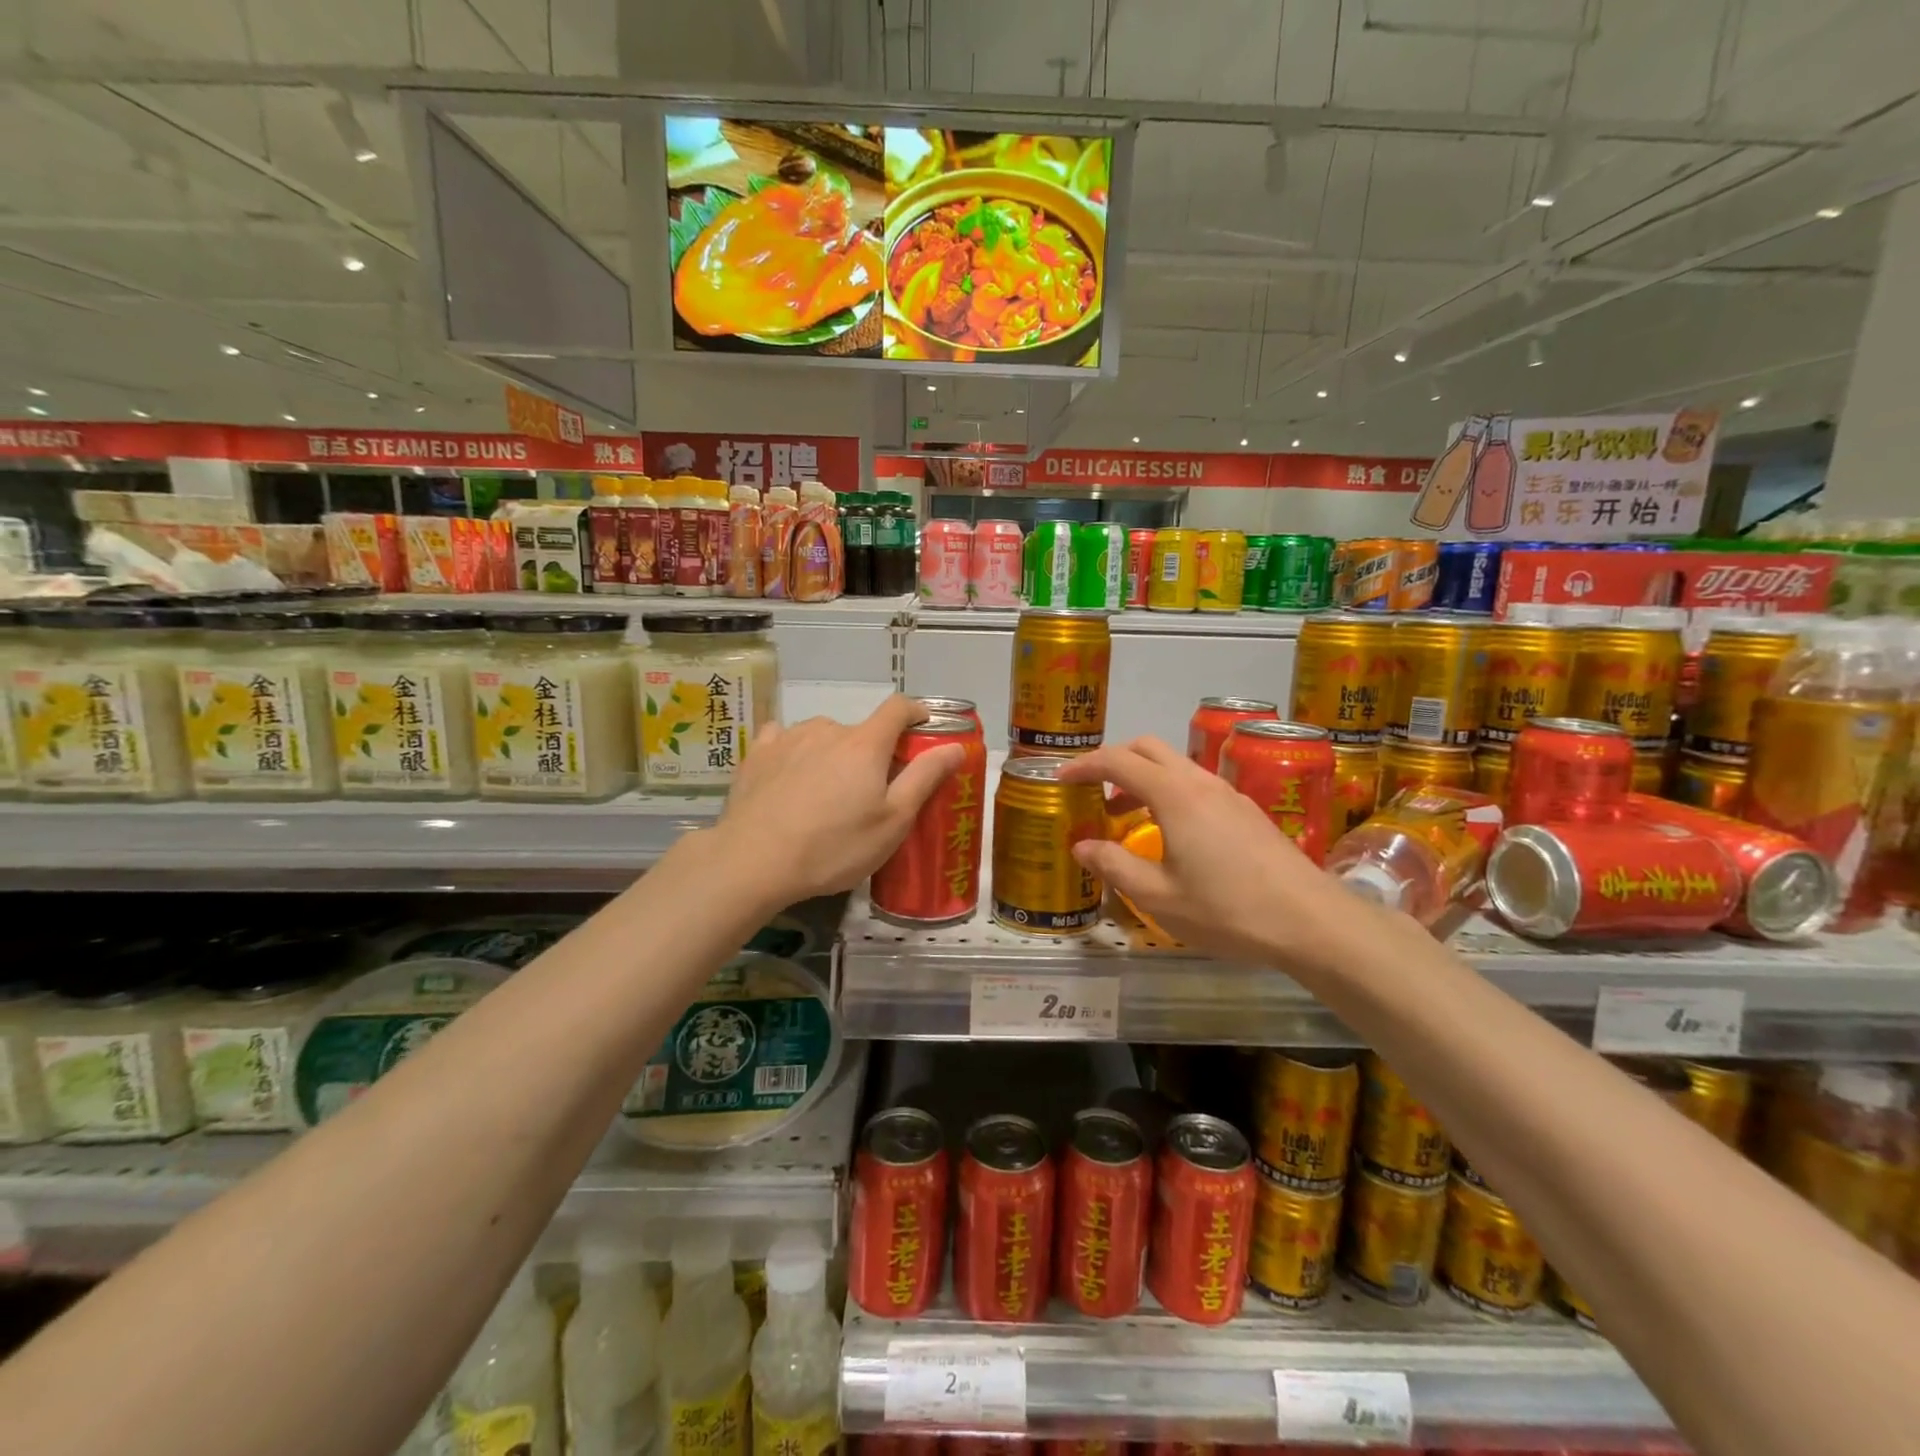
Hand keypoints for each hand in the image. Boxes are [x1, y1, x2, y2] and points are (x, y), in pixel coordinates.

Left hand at [710, 695, 964, 905]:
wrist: (753, 862)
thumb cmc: (833, 846)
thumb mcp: (892, 821)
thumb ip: (925, 778)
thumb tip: (955, 746)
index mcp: (865, 744)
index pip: (898, 708)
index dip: (915, 712)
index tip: (923, 725)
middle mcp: (827, 729)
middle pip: (860, 731)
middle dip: (870, 753)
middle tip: (867, 793)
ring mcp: (788, 737)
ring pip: (822, 736)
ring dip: (832, 754)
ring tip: (824, 793)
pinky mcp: (757, 753)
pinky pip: (784, 739)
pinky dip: (794, 752)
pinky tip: (788, 777)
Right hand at [1058, 737, 1382, 969]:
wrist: (1311, 921)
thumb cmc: (1228, 910)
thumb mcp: (1159, 897)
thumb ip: (1114, 866)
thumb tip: (1081, 846)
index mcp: (1174, 796)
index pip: (1118, 761)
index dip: (1084, 766)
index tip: (1060, 780)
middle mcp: (1200, 782)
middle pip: (1148, 748)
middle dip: (1113, 760)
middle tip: (1091, 790)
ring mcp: (1228, 793)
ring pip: (1175, 765)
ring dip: (1142, 778)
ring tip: (1123, 815)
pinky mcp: (1247, 810)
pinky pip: (1196, 784)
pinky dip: (1168, 792)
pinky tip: (1169, 832)